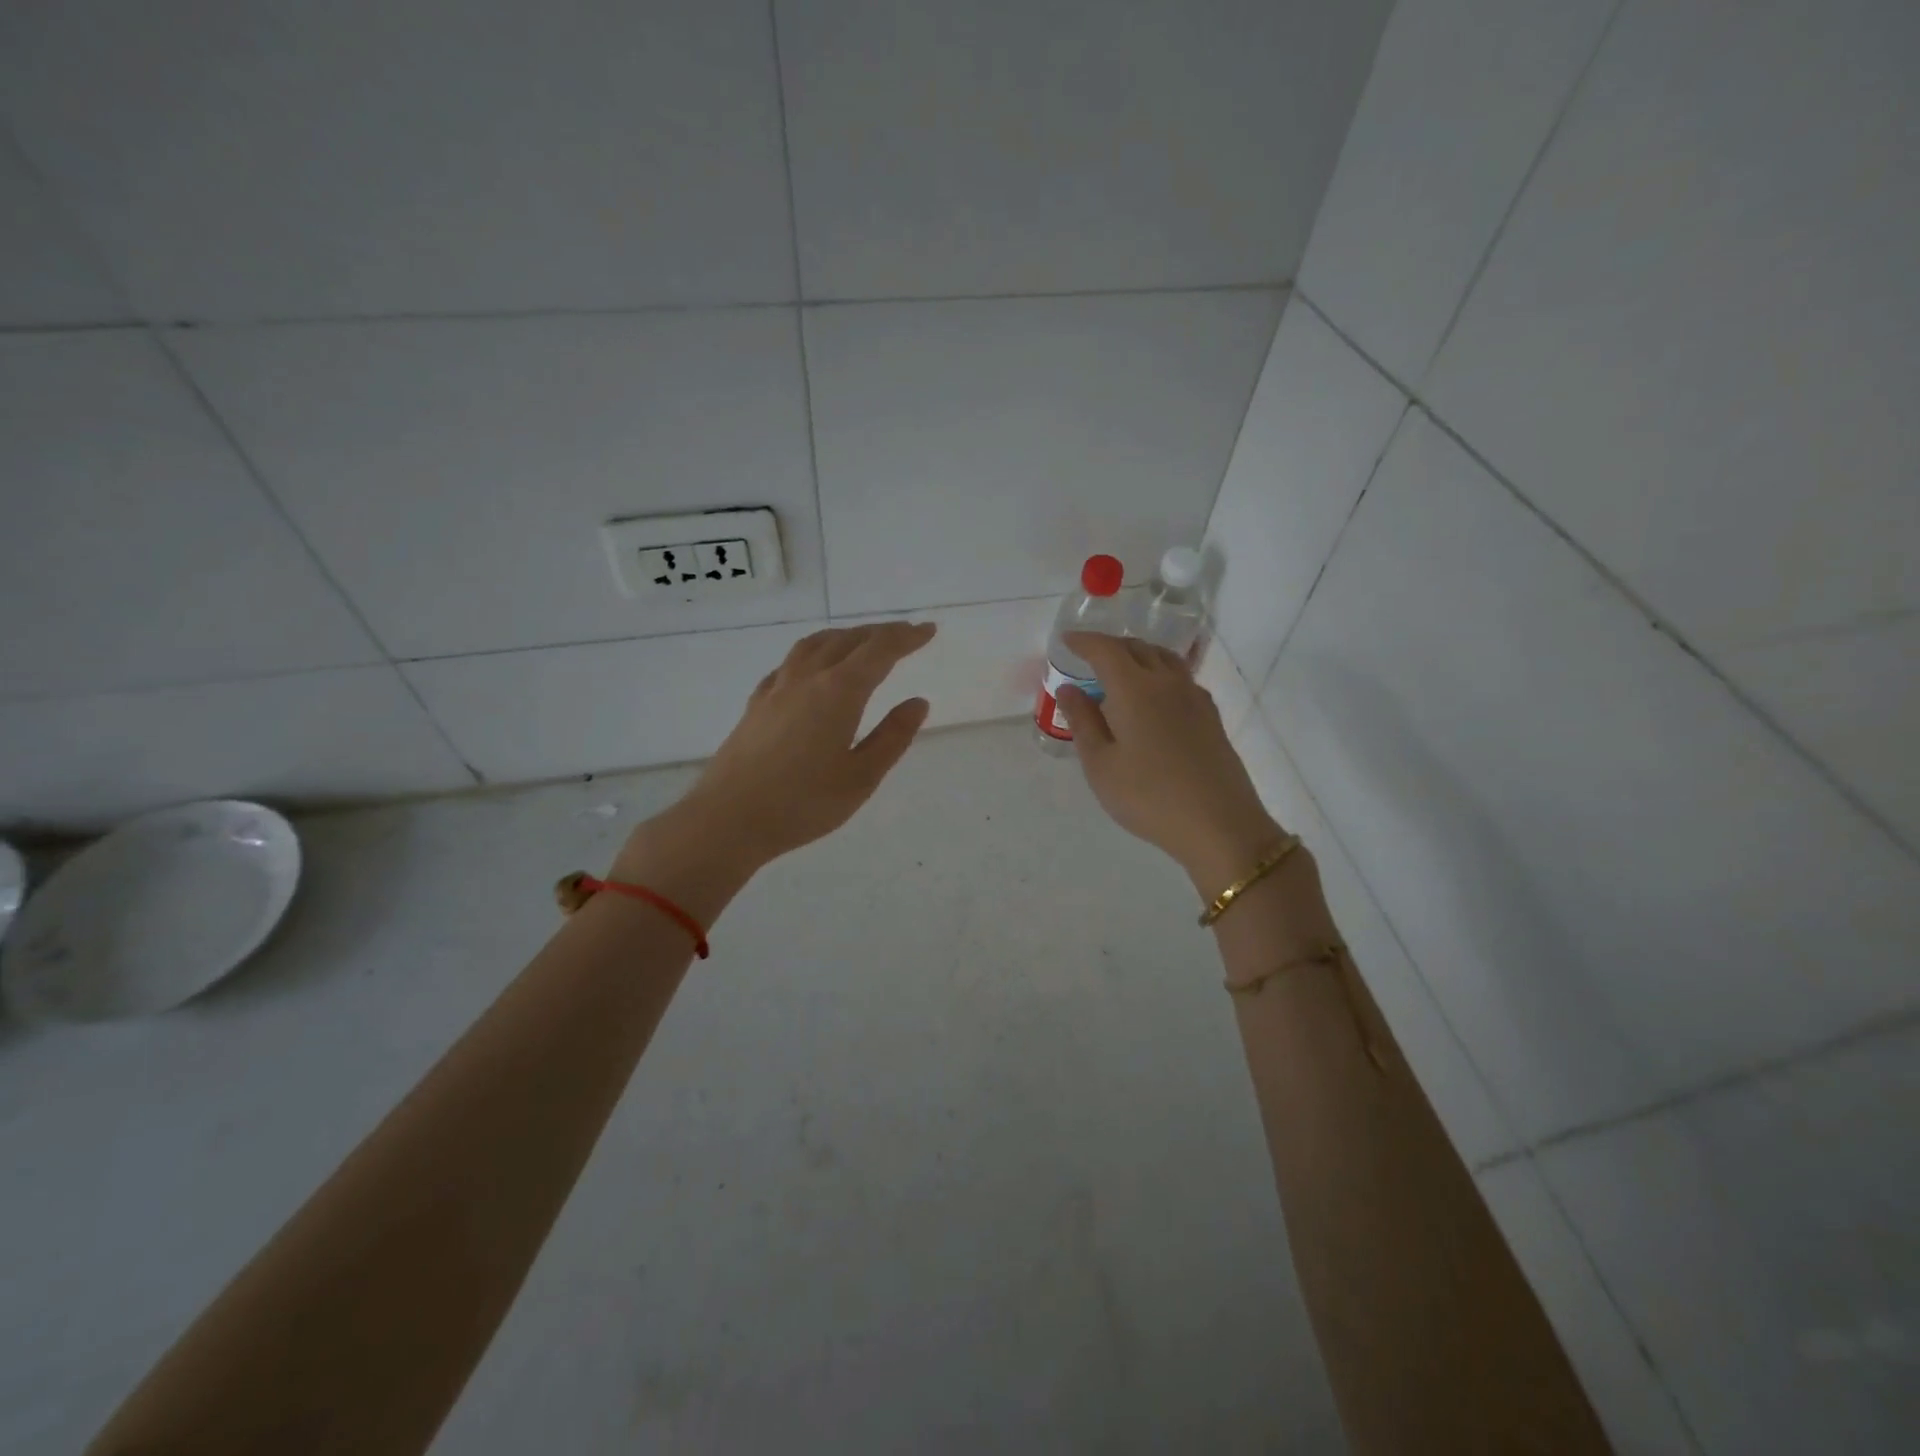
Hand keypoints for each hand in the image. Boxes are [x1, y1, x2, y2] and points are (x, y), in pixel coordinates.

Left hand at [617, 622, 935, 890]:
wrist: (728, 819)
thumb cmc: (802, 803)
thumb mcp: (861, 778)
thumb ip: (892, 737)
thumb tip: (917, 702)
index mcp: (839, 692)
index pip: (880, 651)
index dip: (907, 637)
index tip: (928, 630)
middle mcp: (808, 678)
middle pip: (848, 640)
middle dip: (880, 633)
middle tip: (905, 634)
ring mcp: (777, 688)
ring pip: (815, 645)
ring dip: (845, 636)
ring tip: (862, 641)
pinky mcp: (756, 704)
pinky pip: (790, 662)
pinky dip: (813, 653)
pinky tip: (812, 668)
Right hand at [1057, 632, 1284, 890]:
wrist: (1218, 824)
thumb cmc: (1148, 796)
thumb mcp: (1101, 765)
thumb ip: (1083, 722)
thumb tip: (1068, 689)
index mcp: (1134, 689)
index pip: (1106, 650)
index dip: (1084, 642)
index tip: (1067, 641)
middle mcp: (1167, 682)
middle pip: (1138, 648)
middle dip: (1111, 646)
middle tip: (1090, 657)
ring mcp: (1194, 697)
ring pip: (1164, 659)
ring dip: (1138, 656)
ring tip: (1121, 672)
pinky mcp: (1211, 716)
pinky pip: (1180, 678)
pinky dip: (1159, 674)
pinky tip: (1153, 698)